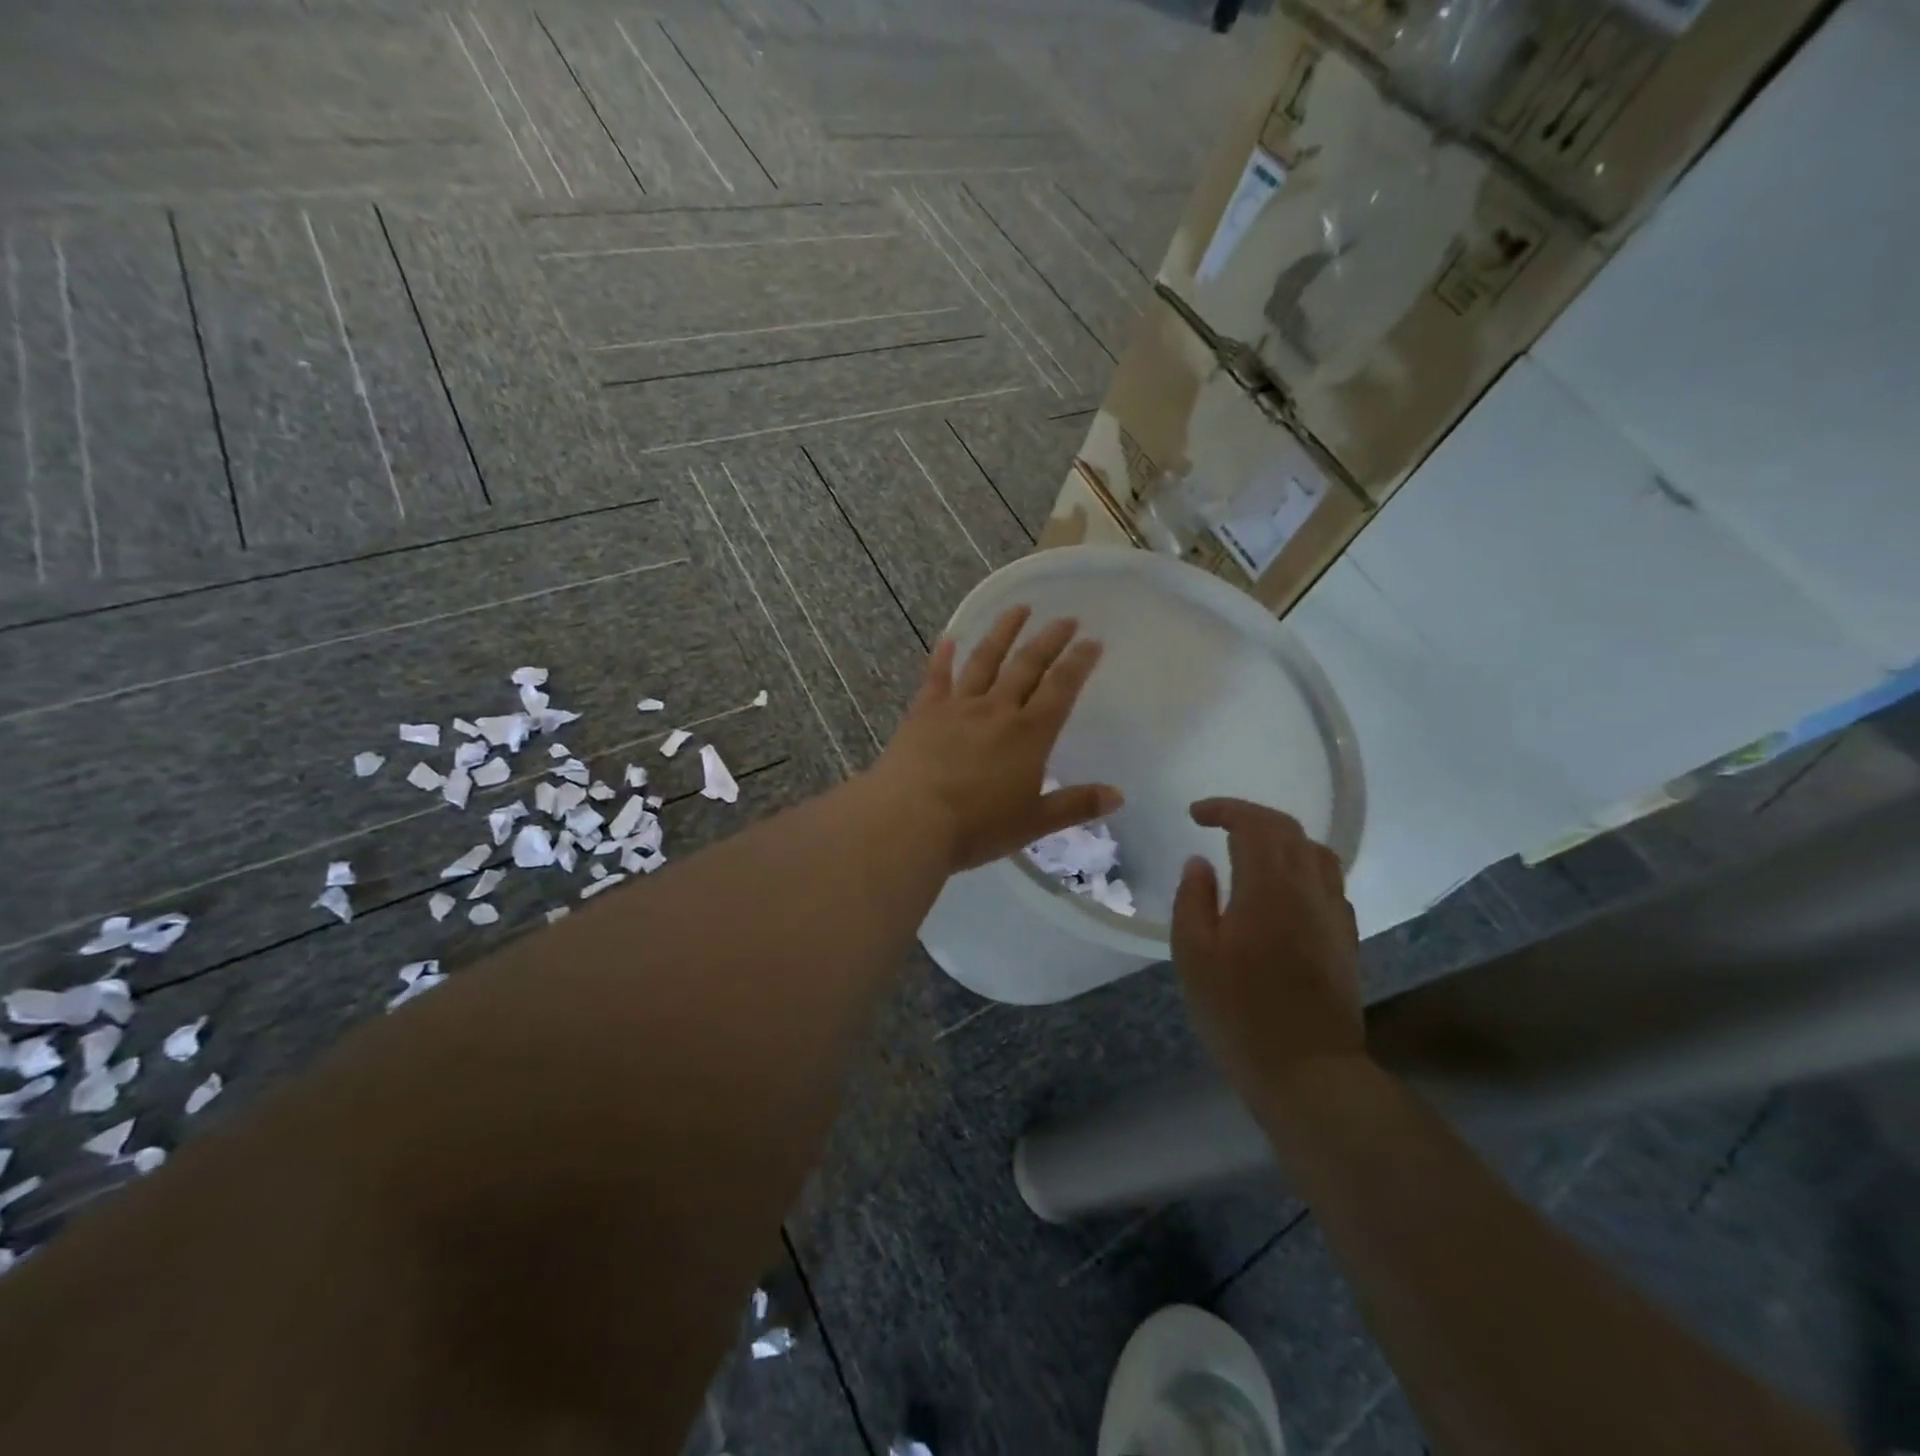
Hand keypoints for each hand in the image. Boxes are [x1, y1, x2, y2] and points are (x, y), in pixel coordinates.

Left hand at [873, 606, 1120, 872]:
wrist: (910, 819)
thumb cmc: (976, 826)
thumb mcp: (1034, 823)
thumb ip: (1075, 806)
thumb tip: (1118, 796)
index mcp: (1029, 734)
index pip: (1061, 688)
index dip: (1079, 662)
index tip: (1092, 641)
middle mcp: (997, 709)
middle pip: (1027, 665)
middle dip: (1049, 640)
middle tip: (1066, 619)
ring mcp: (958, 706)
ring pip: (985, 659)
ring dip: (1003, 632)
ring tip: (1019, 609)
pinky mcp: (924, 711)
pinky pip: (936, 676)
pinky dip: (943, 656)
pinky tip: (949, 638)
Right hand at [1172, 798, 1363, 1097]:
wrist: (1308, 1071)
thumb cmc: (1238, 1013)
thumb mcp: (1193, 956)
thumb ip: (1193, 900)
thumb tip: (1199, 863)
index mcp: (1268, 888)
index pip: (1254, 825)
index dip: (1225, 810)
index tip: (1195, 814)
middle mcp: (1308, 890)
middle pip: (1289, 830)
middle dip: (1251, 817)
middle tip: (1217, 823)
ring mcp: (1334, 914)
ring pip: (1316, 852)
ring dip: (1281, 838)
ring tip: (1251, 849)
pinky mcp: (1346, 939)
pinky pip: (1328, 881)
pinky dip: (1301, 866)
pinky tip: (1282, 889)